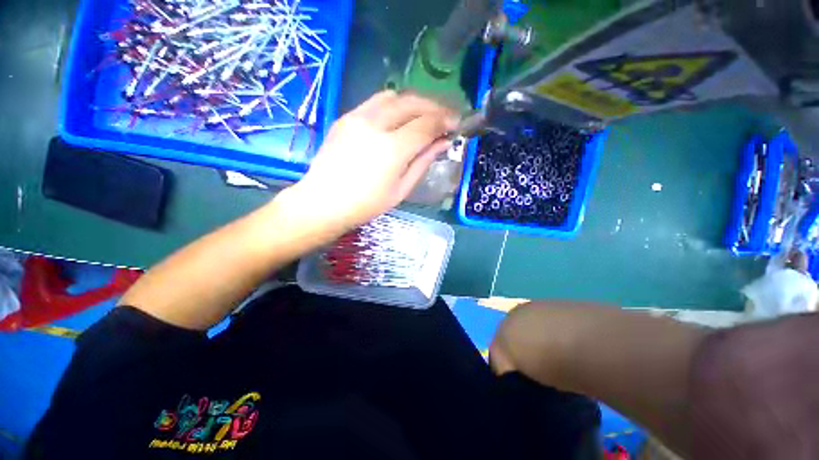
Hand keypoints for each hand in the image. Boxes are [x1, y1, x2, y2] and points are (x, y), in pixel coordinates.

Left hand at [276, 91, 455, 236]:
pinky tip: (399, 119)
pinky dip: (394, 105)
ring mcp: (357, 117)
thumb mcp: (401, 189)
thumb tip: (443, 143)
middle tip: (445, 117)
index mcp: (392, 149)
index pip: (426, 124)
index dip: (445, 121)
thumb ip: (423, 162)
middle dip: (434, 106)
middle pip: (412, 102)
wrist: (324, 202)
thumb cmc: (366, 205)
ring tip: (423, 116)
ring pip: (394, 96)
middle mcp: (375, 125)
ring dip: (414, 102)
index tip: (457, 124)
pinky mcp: (346, 117)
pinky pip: (376, 102)